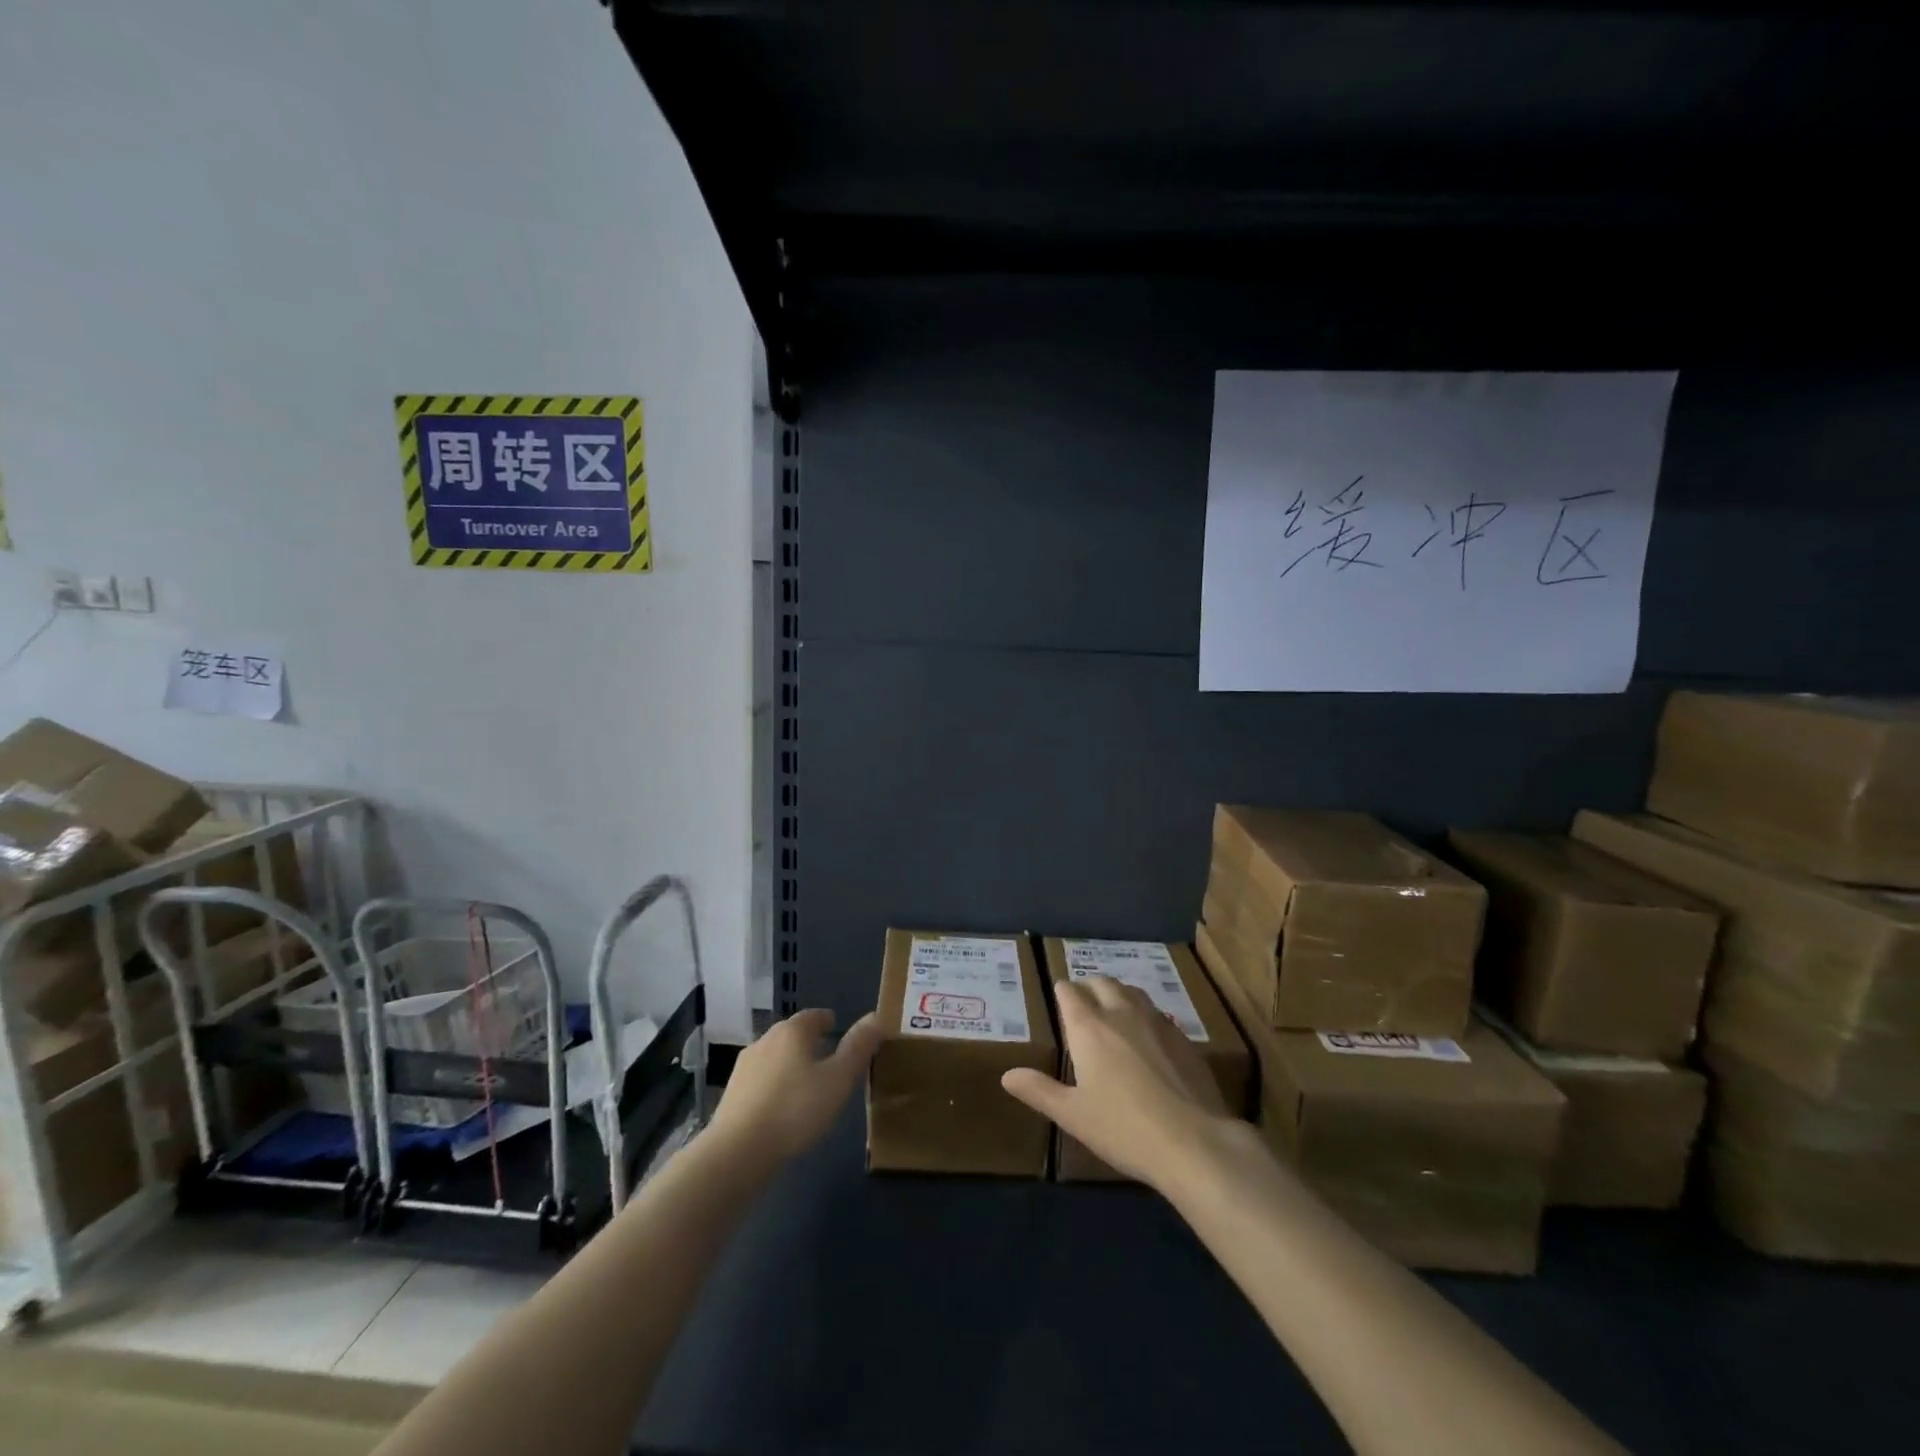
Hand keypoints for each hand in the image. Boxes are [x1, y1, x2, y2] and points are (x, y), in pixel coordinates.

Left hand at [707, 1008, 880, 1166]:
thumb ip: (858, 1048)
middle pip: (791, 1034)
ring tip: (806, 1082)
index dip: (826, 1020)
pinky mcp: (731, 1094)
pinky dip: (774, 1084)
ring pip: (774, 1057)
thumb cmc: (795, 1110)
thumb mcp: (838, 1079)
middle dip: (808, 1041)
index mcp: (792, 1032)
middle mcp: (765, 1041)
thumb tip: (877, 1017)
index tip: (836, 1026)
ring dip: (789, 1063)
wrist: (737, 1152)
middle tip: (826, 1055)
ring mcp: (744, 1068)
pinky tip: (781, 1105)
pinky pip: (760, 1080)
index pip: (813, 1016)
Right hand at [1001, 976, 1235, 1189]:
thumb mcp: (1072, 1115)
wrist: (1193, 1141)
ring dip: (1117, 993)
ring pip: (1132, 990)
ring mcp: (1156, 1021)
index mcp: (1088, 1027)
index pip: (1069, 991)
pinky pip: (1157, 1012)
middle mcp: (1120, 1013)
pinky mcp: (1182, 1037)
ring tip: (1113, 1010)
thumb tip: (1007, 1075)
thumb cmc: (1123, 1128)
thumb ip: (1039, 1091)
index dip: (1062, 991)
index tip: (1058, 998)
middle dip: (1088, 986)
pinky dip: (1144, 1013)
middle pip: (1101, 982)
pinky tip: (1147, 1036)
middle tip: (1083, 1003)